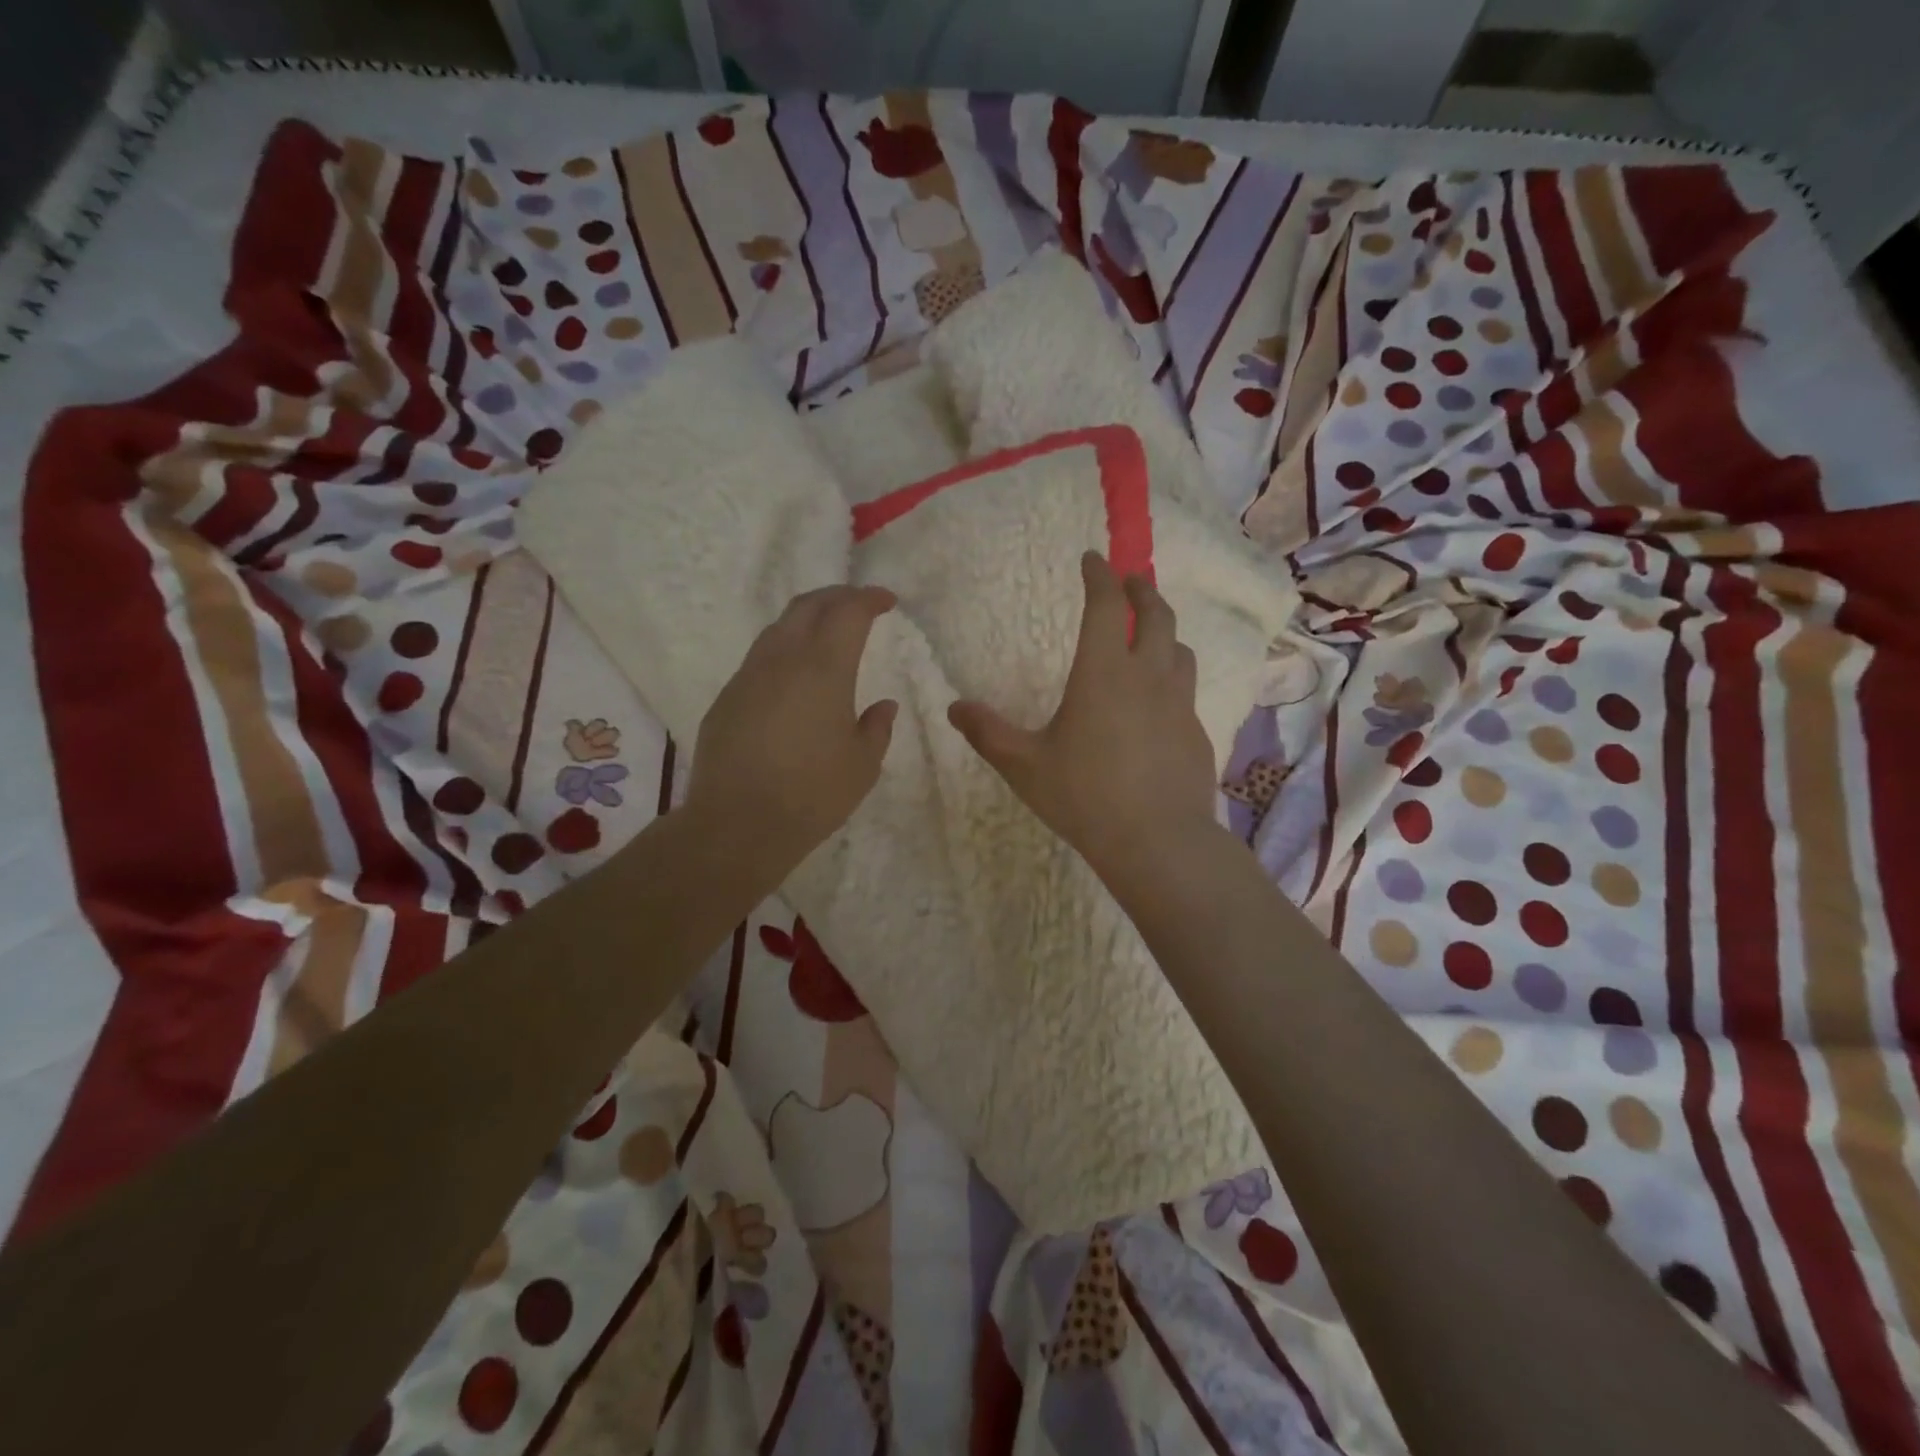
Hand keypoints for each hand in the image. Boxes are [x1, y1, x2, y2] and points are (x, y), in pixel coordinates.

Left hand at [685, 586, 898, 887]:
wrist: (737, 824)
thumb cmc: (812, 794)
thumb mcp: (862, 765)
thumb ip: (877, 728)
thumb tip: (883, 705)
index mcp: (824, 668)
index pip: (848, 612)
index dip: (870, 599)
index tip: (887, 601)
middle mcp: (783, 660)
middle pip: (808, 606)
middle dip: (837, 597)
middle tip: (859, 604)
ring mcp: (748, 676)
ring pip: (778, 628)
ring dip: (807, 620)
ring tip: (826, 634)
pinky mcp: (726, 698)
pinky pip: (759, 659)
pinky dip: (784, 651)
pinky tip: (793, 677)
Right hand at [948, 552, 1217, 889]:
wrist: (1158, 840)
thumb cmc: (1084, 796)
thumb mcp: (1024, 766)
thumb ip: (988, 734)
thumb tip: (955, 708)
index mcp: (1103, 672)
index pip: (1105, 606)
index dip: (1099, 576)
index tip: (1092, 559)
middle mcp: (1147, 676)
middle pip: (1155, 615)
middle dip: (1141, 590)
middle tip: (1130, 580)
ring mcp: (1178, 703)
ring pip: (1179, 648)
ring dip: (1164, 630)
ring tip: (1151, 632)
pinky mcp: (1195, 732)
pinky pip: (1186, 688)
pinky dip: (1172, 674)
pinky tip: (1159, 698)